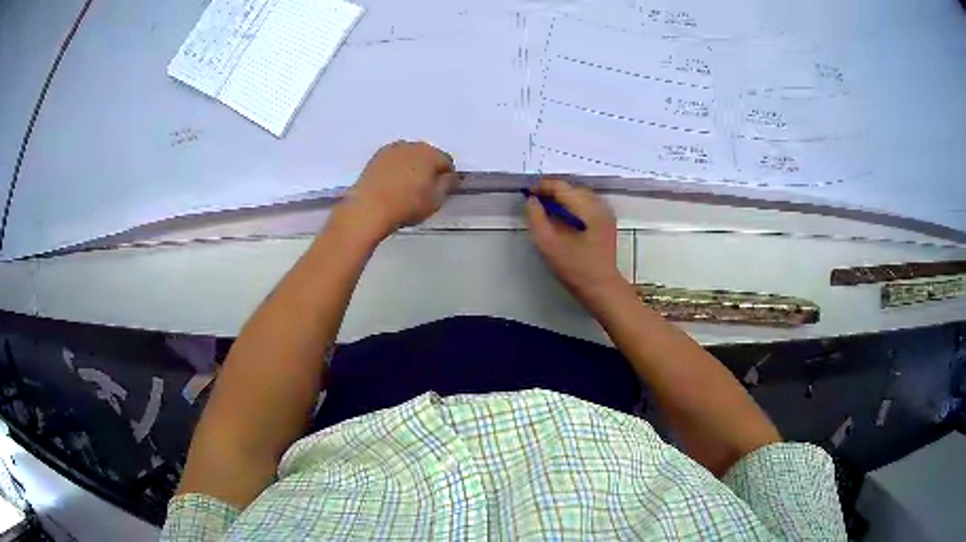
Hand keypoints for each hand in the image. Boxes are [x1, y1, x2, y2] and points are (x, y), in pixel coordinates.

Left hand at [340, 141, 458, 236]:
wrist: (369, 208)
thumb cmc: (407, 205)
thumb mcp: (436, 200)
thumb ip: (447, 184)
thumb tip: (449, 176)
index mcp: (430, 153)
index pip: (446, 162)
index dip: (447, 177)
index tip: (442, 191)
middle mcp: (411, 145)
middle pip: (427, 156)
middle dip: (428, 169)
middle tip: (425, 190)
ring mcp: (391, 150)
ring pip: (409, 157)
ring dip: (411, 168)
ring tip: (407, 188)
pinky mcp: (375, 158)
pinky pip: (393, 161)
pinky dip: (396, 169)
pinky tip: (392, 185)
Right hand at [525, 179, 624, 305]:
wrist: (602, 288)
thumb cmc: (575, 268)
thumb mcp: (548, 244)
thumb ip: (536, 218)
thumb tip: (531, 200)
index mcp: (587, 207)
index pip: (561, 186)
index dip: (542, 186)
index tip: (527, 193)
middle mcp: (599, 205)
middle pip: (571, 189)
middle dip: (552, 192)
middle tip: (534, 202)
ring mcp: (605, 213)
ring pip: (580, 196)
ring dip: (562, 199)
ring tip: (546, 209)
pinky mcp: (606, 223)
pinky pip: (587, 205)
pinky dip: (572, 206)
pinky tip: (563, 219)